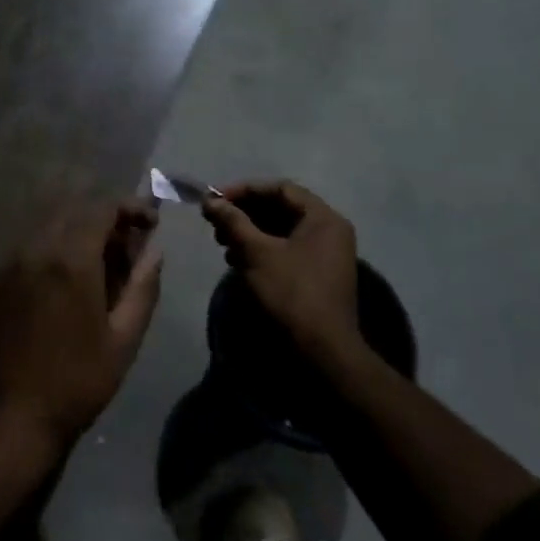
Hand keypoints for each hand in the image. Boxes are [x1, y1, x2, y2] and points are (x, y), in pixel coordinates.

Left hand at [0, 201, 162, 451]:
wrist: (12, 416)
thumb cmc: (77, 381)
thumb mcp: (123, 339)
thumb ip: (142, 288)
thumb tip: (155, 252)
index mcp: (71, 259)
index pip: (102, 209)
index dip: (131, 208)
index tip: (152, 223)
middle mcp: (37, 248)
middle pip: (75, 211)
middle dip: (106, 219)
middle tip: (130, 245)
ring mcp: (12, 262)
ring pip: (51, 226)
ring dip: (80, 232)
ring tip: (103, 262)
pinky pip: (32, 246)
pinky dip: (56, 247)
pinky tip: (69, 278)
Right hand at [202, 180, 362, 359]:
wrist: (323, 351)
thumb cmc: (291, 293)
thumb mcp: (257, 252)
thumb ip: (233, 221)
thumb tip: (210, 200)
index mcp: (323, 218)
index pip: (280, 189)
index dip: (245, 190)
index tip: (216, 199)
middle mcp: (329, 231)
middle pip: (280, 208)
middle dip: (244, 213)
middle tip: (216, 223)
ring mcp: (324, 255)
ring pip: (280, 231)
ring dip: (249, 232)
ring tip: (222, 243)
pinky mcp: (316, 275)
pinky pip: (285, 250)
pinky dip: (260, 250)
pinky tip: (237, 261)